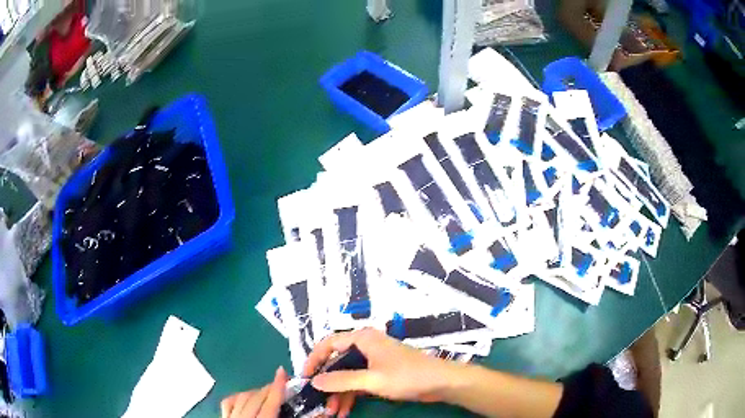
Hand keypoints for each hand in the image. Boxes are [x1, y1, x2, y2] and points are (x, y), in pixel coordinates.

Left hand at [220, 367, 287, 417]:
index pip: (270, 401)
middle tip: (281, 382)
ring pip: (240, 397)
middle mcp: (242, 416)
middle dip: (268, 387)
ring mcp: (230, 417)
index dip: (278, 385)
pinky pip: (228, 402)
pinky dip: (237, 396)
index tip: (283, 371)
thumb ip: (291, 416)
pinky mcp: (223, 417)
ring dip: (254, 391)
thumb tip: (309, 410)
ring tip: (265, 390)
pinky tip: (244, 396)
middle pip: (255, 397)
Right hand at [303, 328, 458, 416]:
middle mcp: (365, 346)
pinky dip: (351, 395)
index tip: (304, 377)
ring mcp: (374, 360)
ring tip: (331, 412)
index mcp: (362, 339)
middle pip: (337, 363)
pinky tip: (344, 410)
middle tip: (318, 401)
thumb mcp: (371, 380)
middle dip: (328, 384)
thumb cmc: (407, 376)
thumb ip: (341, 380)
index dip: (314, 359)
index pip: (329, 344)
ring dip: (339, 394)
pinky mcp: (381, 373)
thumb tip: (314, 381)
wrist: (440, 382)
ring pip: (348, 376)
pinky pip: (359, 382)